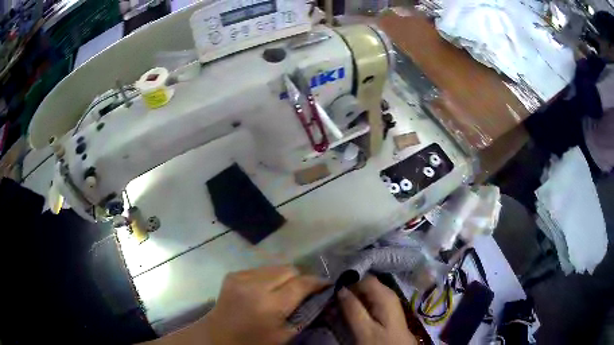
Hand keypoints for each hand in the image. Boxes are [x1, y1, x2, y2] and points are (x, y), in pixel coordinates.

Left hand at [201, 266, 327, 344]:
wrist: (219, 336)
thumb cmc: (254, 341)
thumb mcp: (285, 335)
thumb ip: (303, 314)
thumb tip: (320, 297)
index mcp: (270, 304)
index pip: (301, 284)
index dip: (317, 282)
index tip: (326, 284)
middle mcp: (256, 285)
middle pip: (289, 269)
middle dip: (300, 278)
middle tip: (303, 289)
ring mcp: (242, 277)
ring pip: (275, 267)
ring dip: (284, 276)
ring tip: (283, 289)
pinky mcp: (233, 274)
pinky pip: (260, 269)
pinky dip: (268, 277)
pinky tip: (265, 290)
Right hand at [338, 275, 417, 344]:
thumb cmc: (381, 342)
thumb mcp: (364, 330)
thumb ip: (352, 309)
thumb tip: (340, 288)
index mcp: (385, 294)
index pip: (362, 277)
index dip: (346, 282)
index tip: (331, 293)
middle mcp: (387, 294)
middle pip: (363, 285)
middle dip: (347, 292)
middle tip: (331, 304)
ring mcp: (387, 303)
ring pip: (364, 295)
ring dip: (350, 301)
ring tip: (336, 311)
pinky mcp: (385, 311)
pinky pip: (367, 303)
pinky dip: (356, 307)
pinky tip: (348, 316)